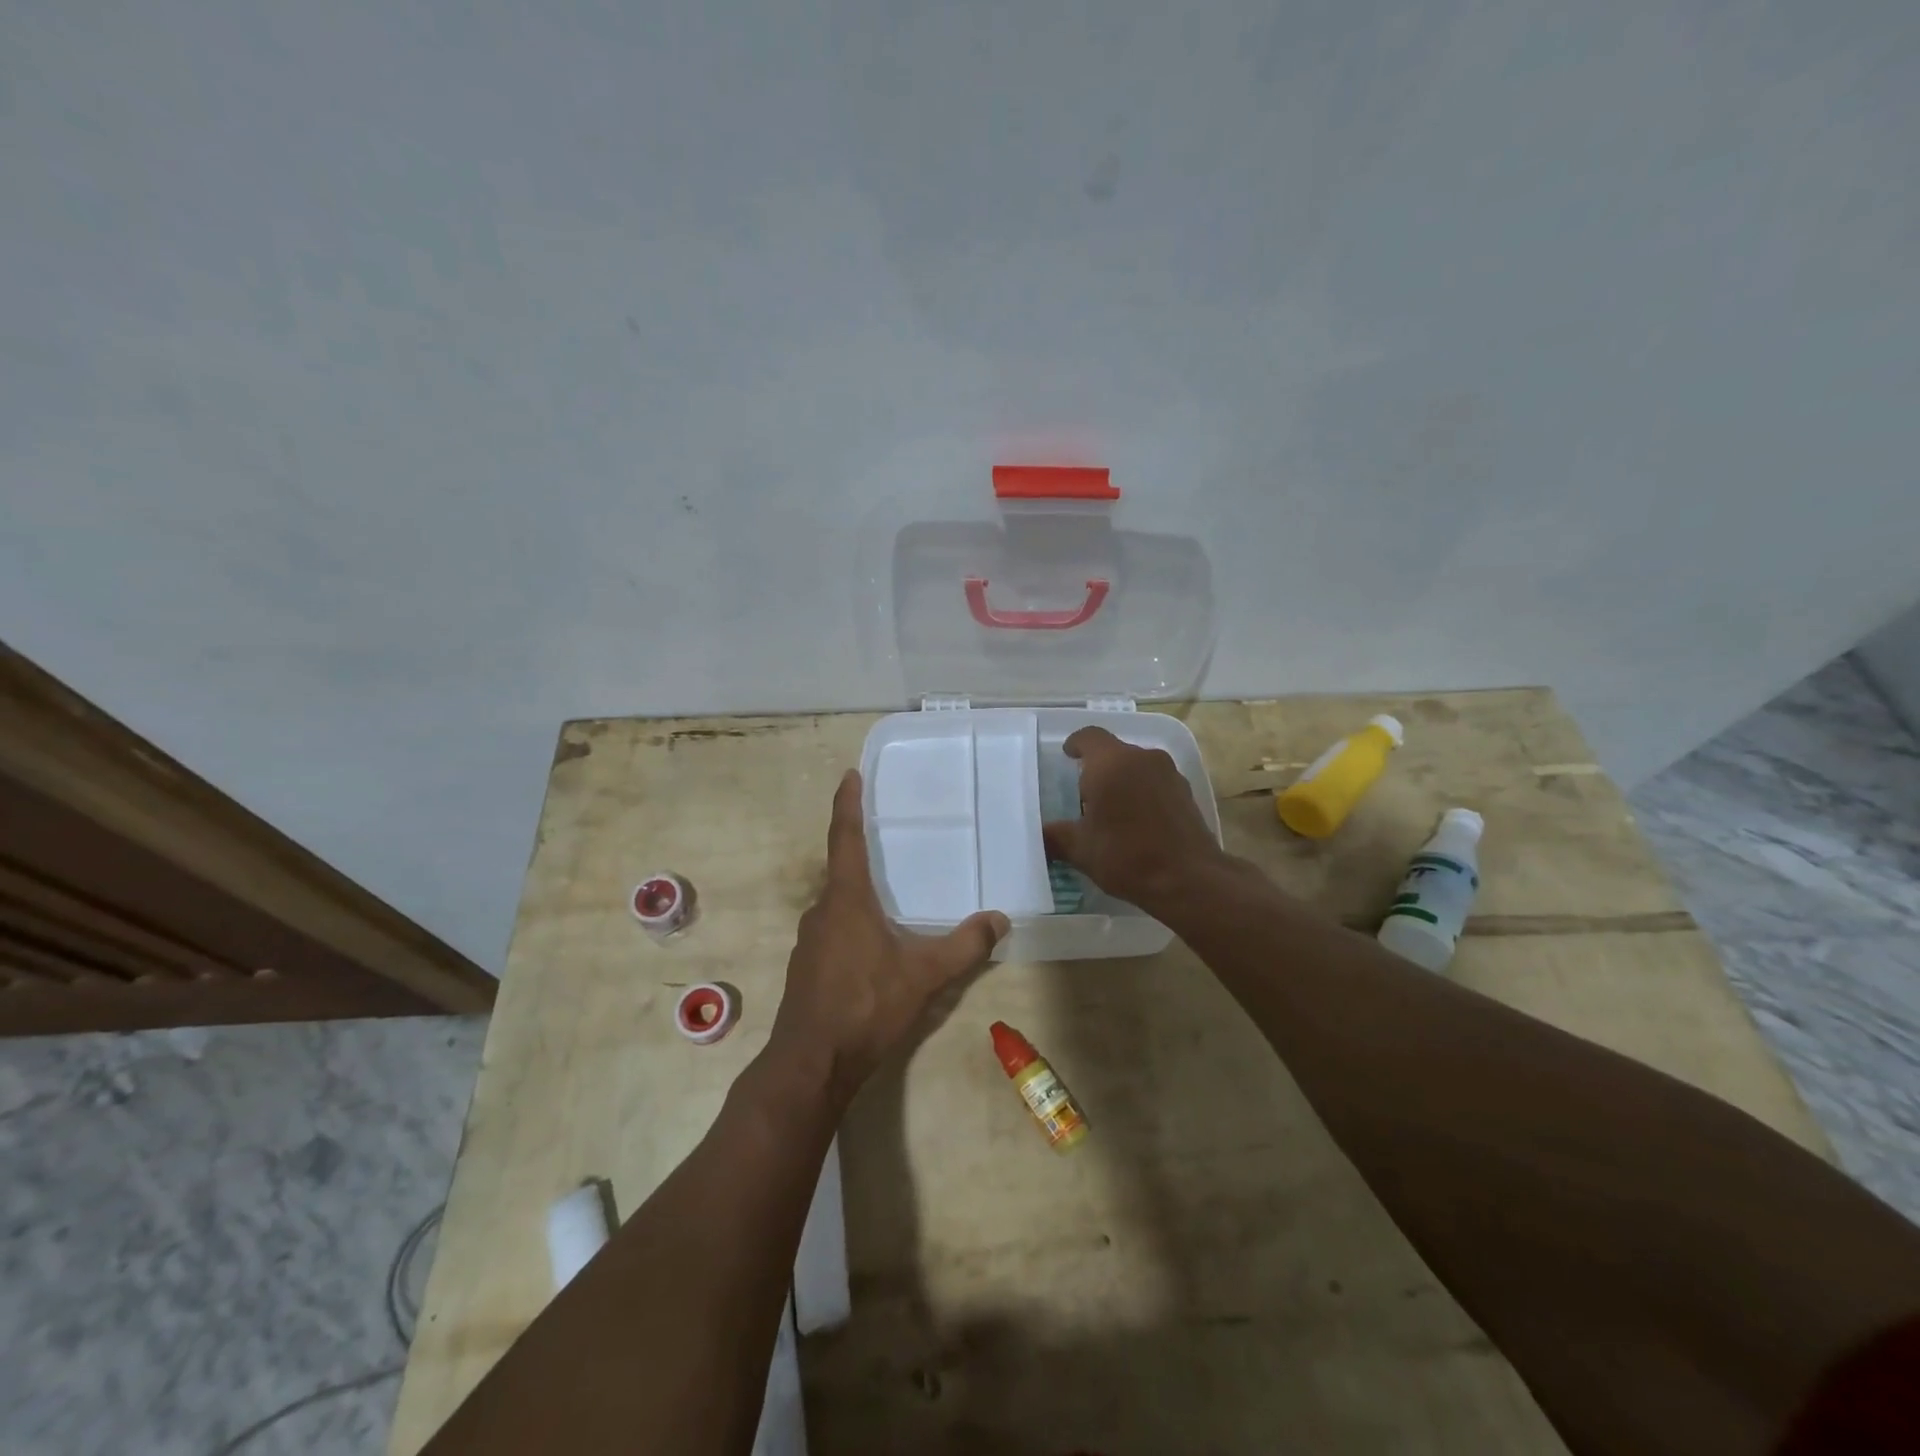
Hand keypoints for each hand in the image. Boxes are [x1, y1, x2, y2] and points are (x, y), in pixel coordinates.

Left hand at [766, 770, 1007, 1107]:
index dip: (848, 804)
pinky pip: (833, 930)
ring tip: (889, 896)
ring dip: (859, 894)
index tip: (850, 775)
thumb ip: (965, 946)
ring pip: (837, 904)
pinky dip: (853, 924)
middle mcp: (822, 911)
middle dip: (861, 852)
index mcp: (846, 899)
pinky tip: (874, 946)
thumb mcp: (924, 975)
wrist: (812, 1063)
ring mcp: (809, 941)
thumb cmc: (866, 1006)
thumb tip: (1000, 919)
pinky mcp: (807, 967)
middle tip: (888, 839)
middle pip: (841, 870)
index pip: (845, 838)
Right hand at [1042, 726, 1227, 913]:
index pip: (1089, 736)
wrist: (1190, 880)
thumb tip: (1041, 834)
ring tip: (1111, 811)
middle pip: (1114, 752)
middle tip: (1084, 795)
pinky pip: (1155, 783)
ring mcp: (1169, 774)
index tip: (1068, 755)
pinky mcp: (1186, 793)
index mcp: (1111, 763)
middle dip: (1098, 769)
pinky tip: (1137, 823)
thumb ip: (1055, 836)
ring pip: (1137, 767)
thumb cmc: (1127, 856)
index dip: (1075, 744)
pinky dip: (1143, 794)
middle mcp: (1142, 758)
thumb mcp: (1080, 850)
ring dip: (1123, 781)